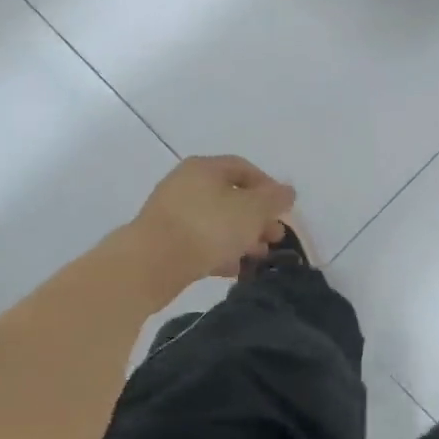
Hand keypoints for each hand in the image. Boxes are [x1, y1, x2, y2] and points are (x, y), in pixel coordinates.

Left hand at [126, 155, 294, 296]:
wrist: (150, 264)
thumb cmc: (207, 228)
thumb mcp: (252, 210)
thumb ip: (274, 199)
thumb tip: (287, 191)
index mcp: (205, 168)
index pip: (244, 168)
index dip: (269, 187)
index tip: (284, 210)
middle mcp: (186, 184)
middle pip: (231, 196)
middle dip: (257, 217)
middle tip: (275, 237)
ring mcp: (172, 213)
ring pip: (216, 221)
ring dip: (241, 237)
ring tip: (259, 256)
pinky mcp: (164, 241)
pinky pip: (200, 242)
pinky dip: (220, 252)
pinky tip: (235, 270)